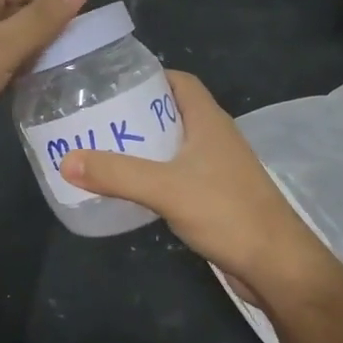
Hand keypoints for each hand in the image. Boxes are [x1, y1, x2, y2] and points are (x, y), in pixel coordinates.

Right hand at [62, 72, 338, 303]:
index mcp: (209, 120)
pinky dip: (155, 173)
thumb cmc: (226, 212)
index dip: (149, 76)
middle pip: (173, 112)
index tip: (112, 84)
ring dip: (145, 145)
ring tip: (105, 150)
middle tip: (98, 120)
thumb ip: (116, 174)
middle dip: (137, 113)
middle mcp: (215, 137)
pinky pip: (180, 173)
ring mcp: (219, 168)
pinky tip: (132, 187)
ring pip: (176, 144)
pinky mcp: (217, 196)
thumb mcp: (165, 189)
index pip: (180, 81)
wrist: (276, 265)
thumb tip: (66, 160)